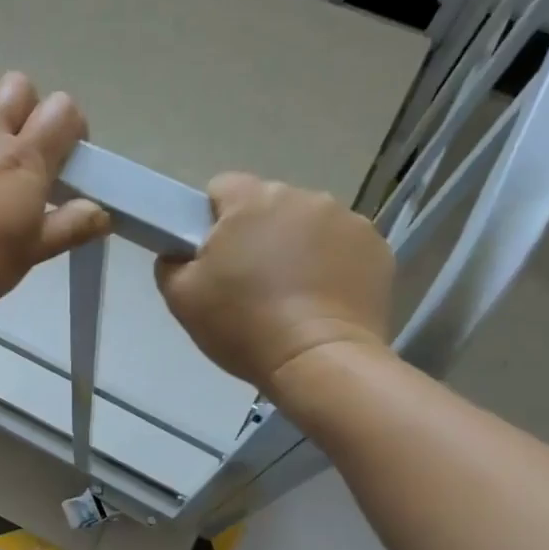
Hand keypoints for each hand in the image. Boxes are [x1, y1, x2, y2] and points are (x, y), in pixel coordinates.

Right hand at [156, 173, 393, 388]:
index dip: (212, 219)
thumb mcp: (181, 298)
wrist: (318, 361)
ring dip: (296, 246)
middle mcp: (303, 197)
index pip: (222, 187)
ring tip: (291, 294)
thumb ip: (171, 262)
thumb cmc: (243, 325)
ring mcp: (347, 220)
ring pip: (308, 224)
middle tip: (250, 281)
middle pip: (269, 205)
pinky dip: (331, 264)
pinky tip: (322, 299)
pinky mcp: (377, 247)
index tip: (213, 256)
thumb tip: (181, 252)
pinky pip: (342, 246)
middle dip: (258, 233)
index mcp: (252, 201)